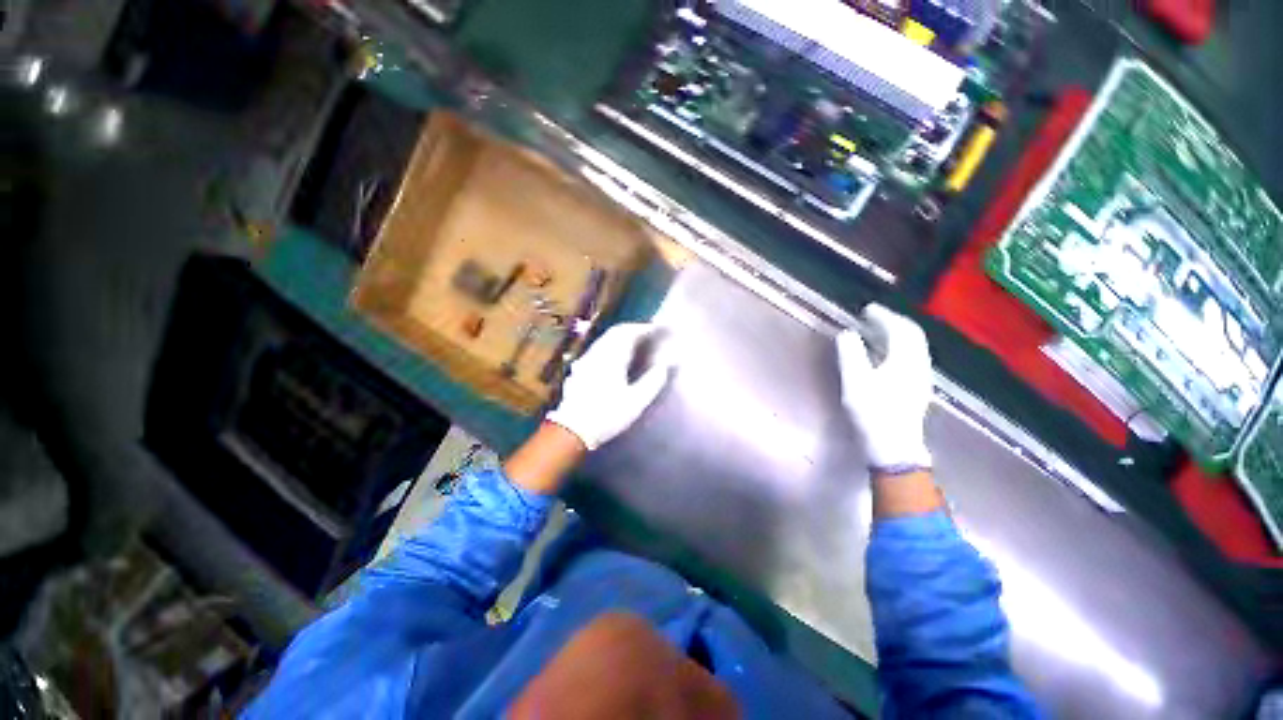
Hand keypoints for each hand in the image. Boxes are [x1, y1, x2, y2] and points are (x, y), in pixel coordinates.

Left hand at [546, 323, 672, 450]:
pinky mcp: (579, 369)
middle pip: (615, 333)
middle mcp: (597, 353)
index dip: (645, 329)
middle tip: (648, 333)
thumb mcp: (636, 402)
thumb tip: (665, 366)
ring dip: (621, 337)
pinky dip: (611, 346)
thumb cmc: (607, 415)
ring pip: (605, 340)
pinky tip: (614, 357)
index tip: (658, 329)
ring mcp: (585, 360)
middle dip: (633, 329)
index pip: (629, 333)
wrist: (573, 429)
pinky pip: (598, 349)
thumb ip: (652, 382)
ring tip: (635, 343)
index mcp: (611, 358)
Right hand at [836, 304, 933, 473]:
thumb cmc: (872, 413)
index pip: (900, 329)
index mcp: (906, 360)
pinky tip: (885, 354)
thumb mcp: (855, 382)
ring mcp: (921, 378)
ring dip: (897, 334)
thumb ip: (850, 354)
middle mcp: (919, 365)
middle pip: (912, 335)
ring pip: (914, 347)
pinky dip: (899, 347)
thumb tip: (847, 333)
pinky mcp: (917, 388)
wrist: (893, 447)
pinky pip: (912, 357)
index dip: (884, 316)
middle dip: (893, 321)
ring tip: (877, 331)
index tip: (867, 309)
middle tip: (873, 316)